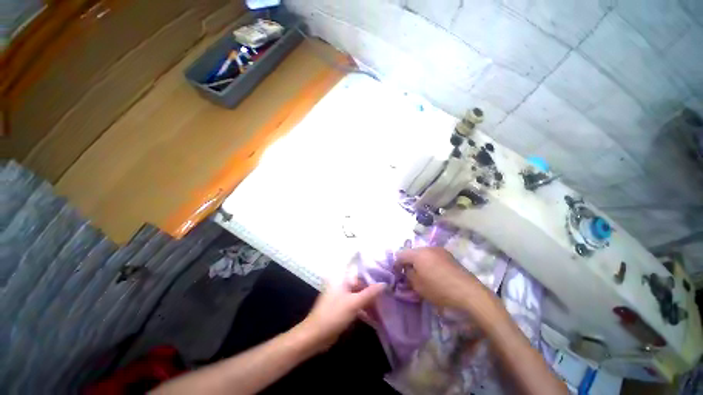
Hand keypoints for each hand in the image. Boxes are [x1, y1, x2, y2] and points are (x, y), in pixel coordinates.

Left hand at [298, 269, 385, 352]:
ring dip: (369, 299)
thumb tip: (384, 284)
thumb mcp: (354, 303)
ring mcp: (341, 296)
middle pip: (359, 283)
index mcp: (341, 278)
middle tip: (386, 292)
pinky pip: (355, 303)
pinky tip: (374, 314)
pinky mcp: (341, 307)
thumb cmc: (334, 314)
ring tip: (383, 303)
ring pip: (358, 294)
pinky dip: (363, 307)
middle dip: (371, 289)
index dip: (371, 273)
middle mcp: (341, 284)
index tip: (384, 275)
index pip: (358, 271)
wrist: (316, 336)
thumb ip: (369, 293)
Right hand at [394, 247, 489, 310]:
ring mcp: (440, 250)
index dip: (396, 264)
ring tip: (421, 273)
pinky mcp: (449, 255)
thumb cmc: (439, 290)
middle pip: (412, 252)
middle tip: (408, 274)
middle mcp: (428, 248)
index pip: (401, 254)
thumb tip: (407, 269)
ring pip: (423, 253)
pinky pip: (433, 256)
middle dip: (408, 262)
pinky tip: (434, 273)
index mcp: (418, 254)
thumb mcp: (418, 285)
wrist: (469, 293)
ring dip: (419, 261)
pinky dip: (429, 262)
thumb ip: (408, 274)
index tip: (396, 273)